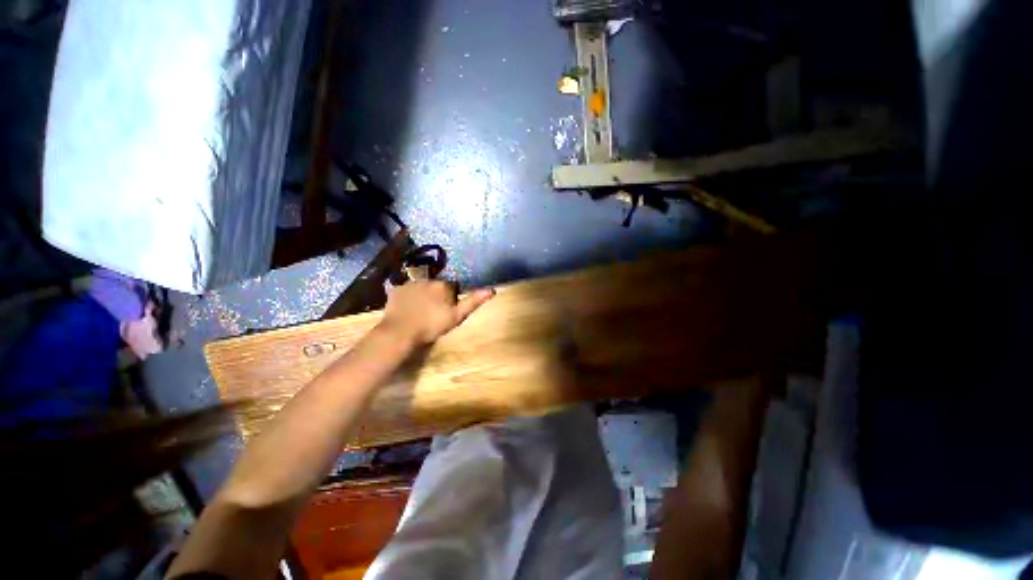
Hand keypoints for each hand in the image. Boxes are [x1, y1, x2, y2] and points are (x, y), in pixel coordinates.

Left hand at [380, 281, 494, 345]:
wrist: (400, 332)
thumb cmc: (432, 326)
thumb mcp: (457, 316)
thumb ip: (473, 302)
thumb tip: (492, 290)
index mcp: (444, 285)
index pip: (452, 288)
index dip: (451, 299)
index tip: (446, 311)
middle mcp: (428, 279)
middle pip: (437, 286)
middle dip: (437, 295)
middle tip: (433, 313)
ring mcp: (411, 283)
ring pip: (422, 287)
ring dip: (423, 295)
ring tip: (419, 312)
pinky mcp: (397, 289)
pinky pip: (406, 291)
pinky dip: (408, 297)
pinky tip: (407, 309)